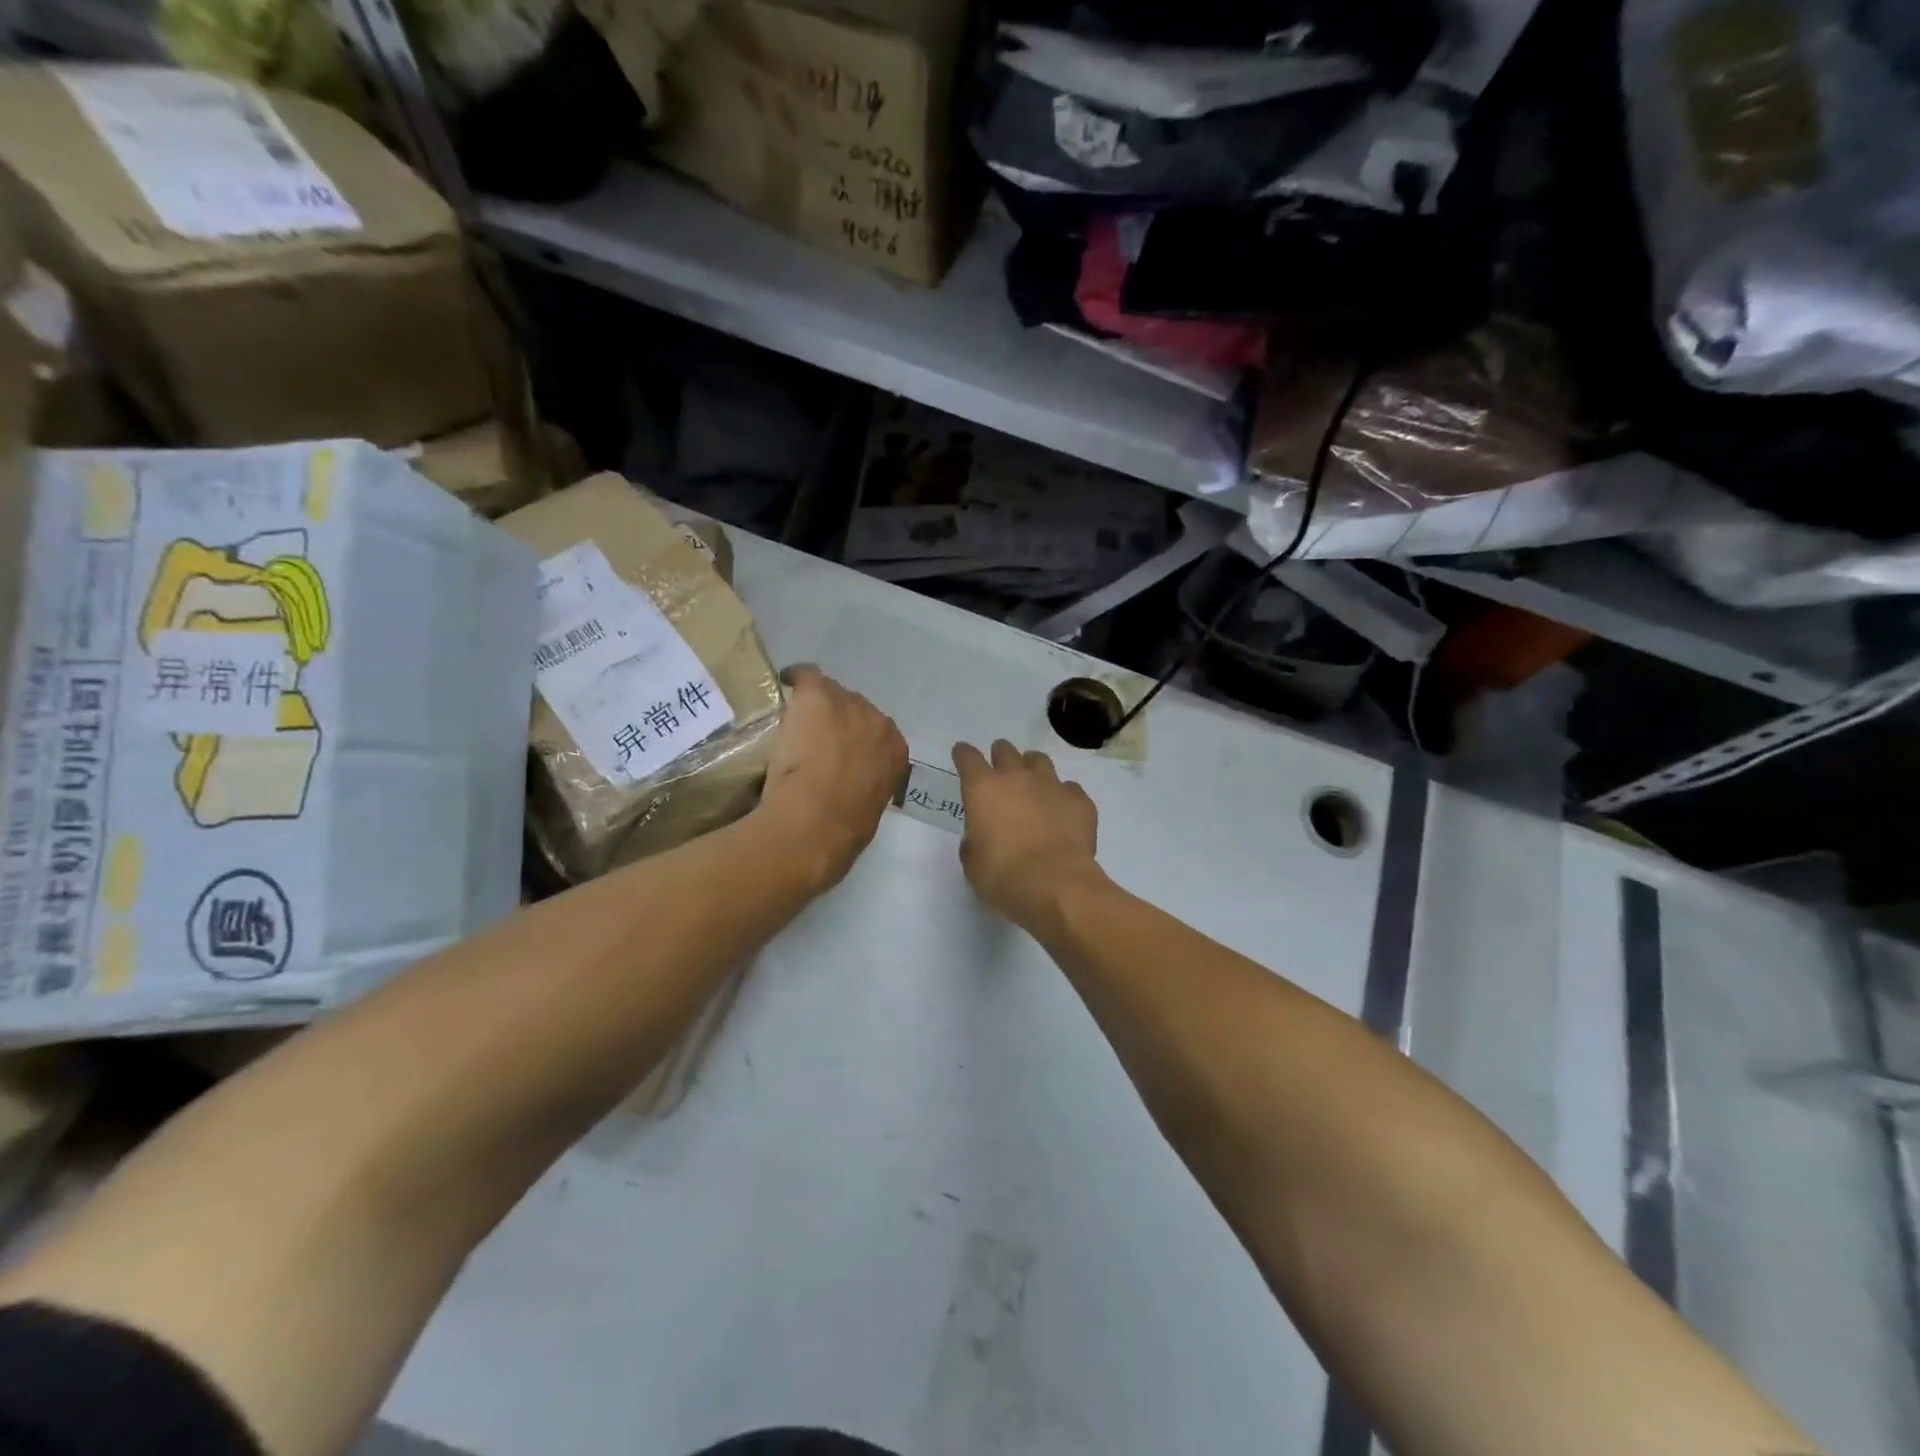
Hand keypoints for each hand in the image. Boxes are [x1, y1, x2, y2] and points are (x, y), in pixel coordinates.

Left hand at [758, 667, 906, 888]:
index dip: (855, 740)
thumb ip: (869, 787)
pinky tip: (783, 682)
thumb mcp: (870, 807)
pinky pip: (805, 675)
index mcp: (897, 751)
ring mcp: (848, 706)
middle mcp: (879, 722)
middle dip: (838, 720)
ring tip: (796, 720)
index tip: (838, 752)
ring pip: (832, 694)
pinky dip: (794, 678)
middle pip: (856, 708)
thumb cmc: (843, 830)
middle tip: (814, 738)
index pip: (877, 733)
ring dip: (818, 706)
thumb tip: (855, 789)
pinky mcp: (818, 696)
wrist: (815, 823)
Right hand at [951, 740, 1101, 929]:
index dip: (963, 754)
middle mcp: (1017, 777)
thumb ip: (973, 841)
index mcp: (983, 789)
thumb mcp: (973, 862)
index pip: (968, 758)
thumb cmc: (1002, 875)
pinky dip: (1063, 796)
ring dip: (1032, 768)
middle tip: (1000, 770)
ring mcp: (1051, 785)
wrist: (1054, 884)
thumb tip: (981, 836)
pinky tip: (1063, 811)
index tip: (962, 753)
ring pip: (1039, 761)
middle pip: (1005, 751)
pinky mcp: (1079, 801)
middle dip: (1000, 756)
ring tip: (1033, 784)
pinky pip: (1070, 789)